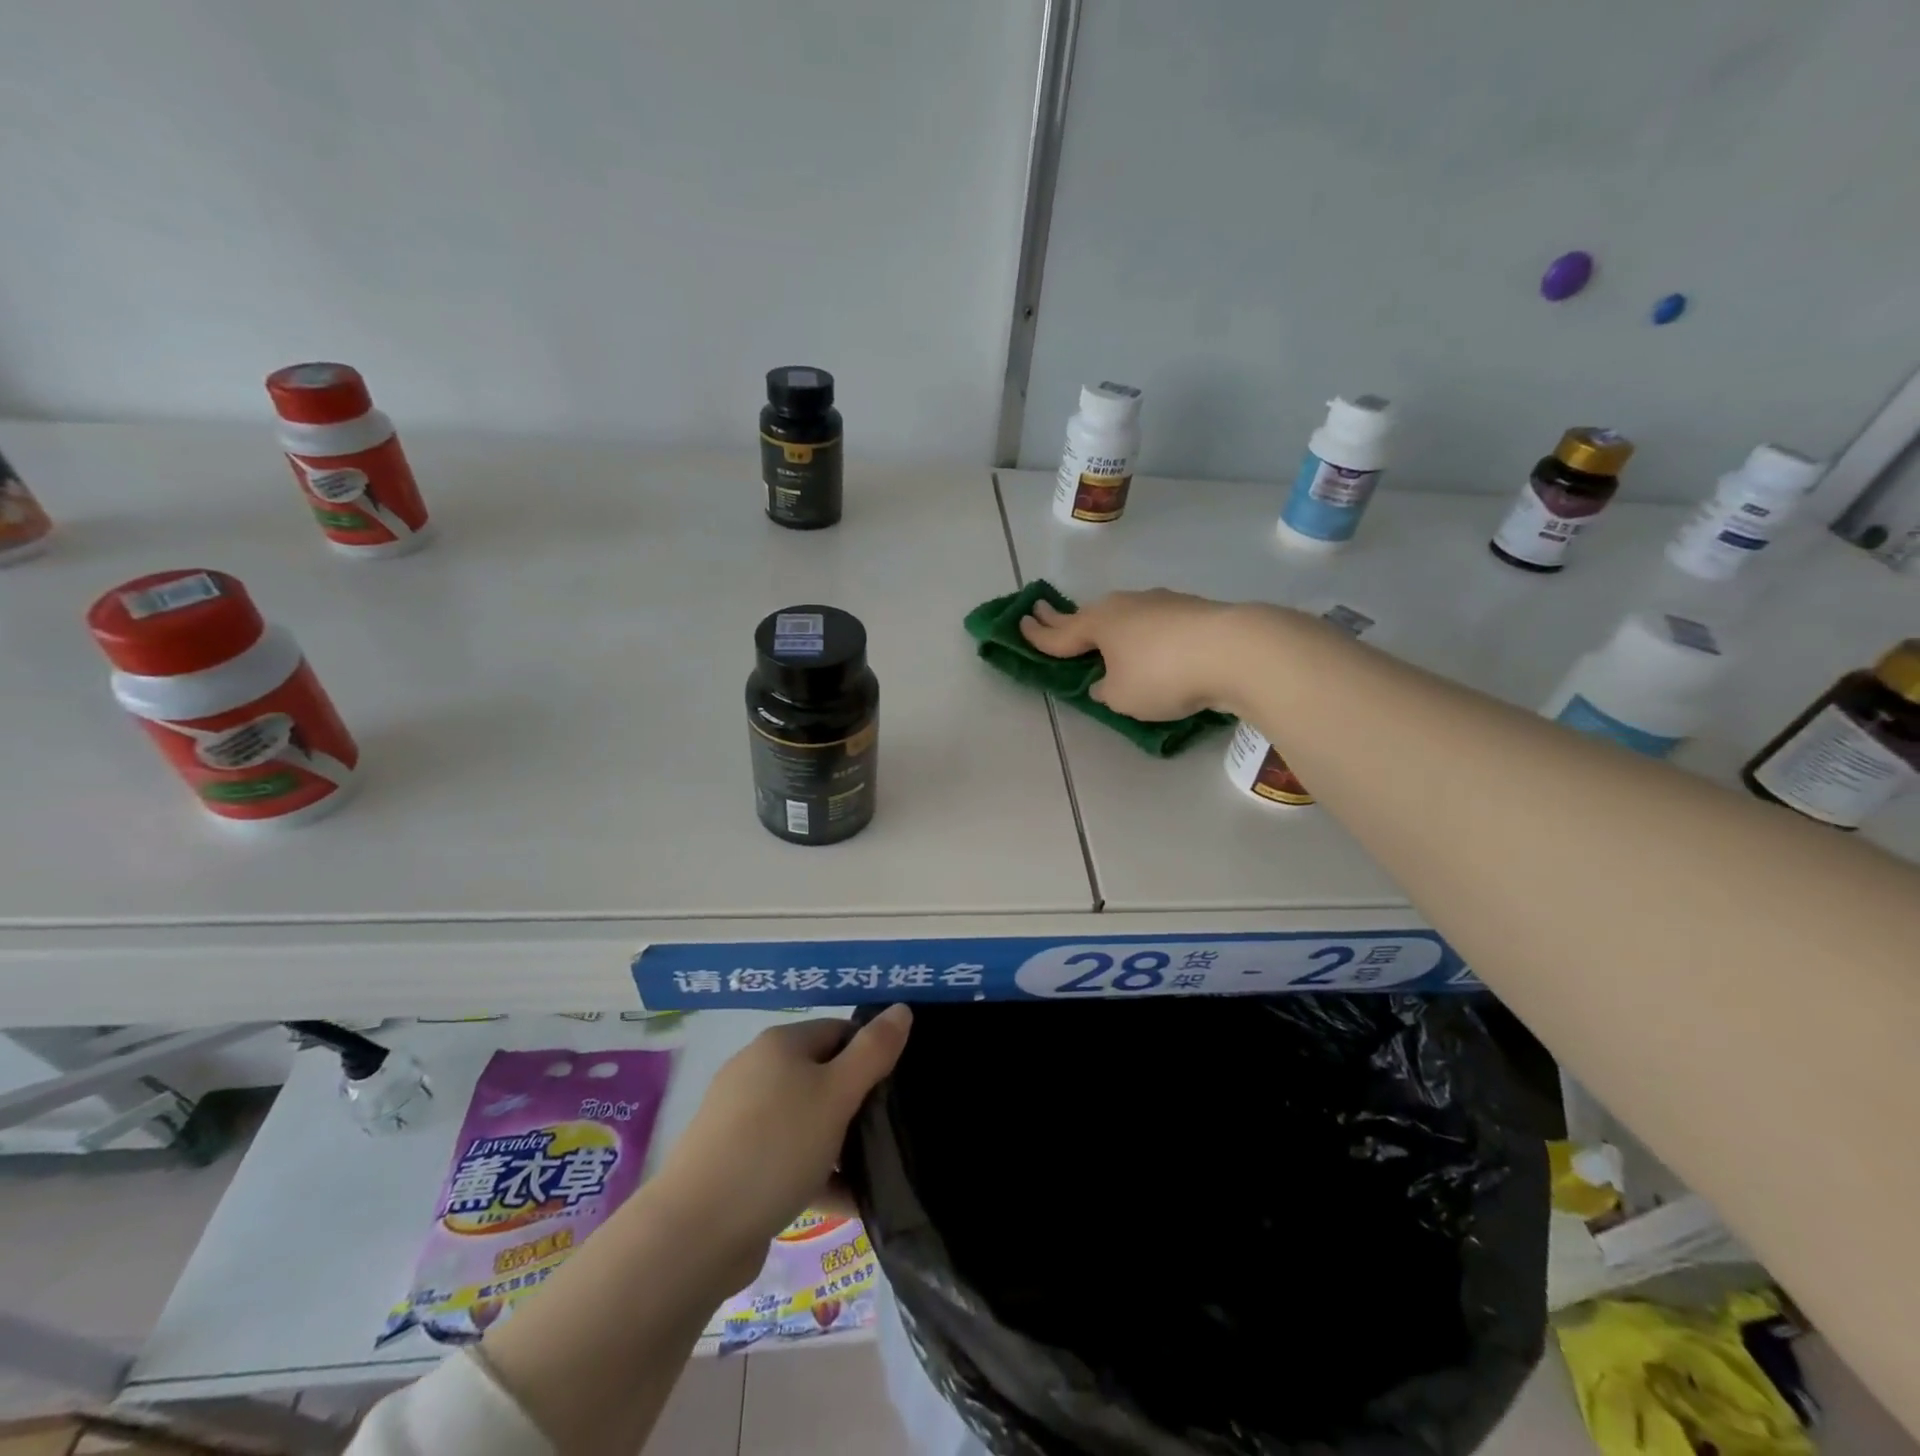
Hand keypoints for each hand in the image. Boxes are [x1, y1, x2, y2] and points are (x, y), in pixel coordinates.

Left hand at [652, 1007, 910, 1284]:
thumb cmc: (776, 1147)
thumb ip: (874, 1051)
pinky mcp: (736, 1163)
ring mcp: (742, 1119)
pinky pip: (788, 1158)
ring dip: (840, 1143)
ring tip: (879, 1170)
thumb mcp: (837, 1094)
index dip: (872, 1053)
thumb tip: (901, 1009)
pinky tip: (850, 1202)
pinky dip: (818, 1174)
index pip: (839, 1031)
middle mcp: (757, 1071)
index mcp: (780, 1044)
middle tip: (892, 1129)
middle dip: (858, 1102)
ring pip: (806, 1120)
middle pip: (823, 1075)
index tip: (899, 1087)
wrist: (695, 1233)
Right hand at [1019, 589, 1246, 719]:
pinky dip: (1142, 634)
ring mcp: (1159, 604)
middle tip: (1043, 612)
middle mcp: (1124, 606)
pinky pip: (1153, 623)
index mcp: (1098, 624)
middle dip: (1064, 618)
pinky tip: (1151, 646)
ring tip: (1101, 636)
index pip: (1058, 633)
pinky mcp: (1189, 610)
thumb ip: (1106, 690)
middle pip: (1088, 616)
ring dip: (1108, 627)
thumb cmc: (1163, 676)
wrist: (1234, 650)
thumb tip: (1107, 681)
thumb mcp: (1121, 697)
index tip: (1020, 622)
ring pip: (1123, 616)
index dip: (1037, 634)